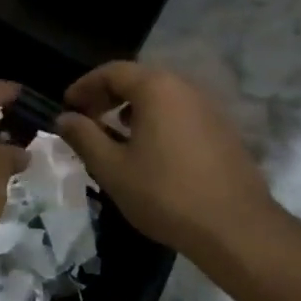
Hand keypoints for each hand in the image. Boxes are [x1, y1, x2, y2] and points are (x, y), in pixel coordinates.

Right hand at [55, 62, 276, 259]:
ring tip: (114, 134)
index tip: (67, 106)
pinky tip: (149, 149)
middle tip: (86, 118)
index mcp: (156, 87)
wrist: (236, 228)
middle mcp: (185, 87)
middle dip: (108, 95)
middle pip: (138, 79)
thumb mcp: (112, 168)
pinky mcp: (222, 129)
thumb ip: (84, 137)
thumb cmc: (165, 194)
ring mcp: (208, 107)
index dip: (85, 86)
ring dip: (132, 108)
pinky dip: (157, 120)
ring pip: (161, 96)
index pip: (112, 71)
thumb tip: (64, 118)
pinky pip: (180, 112)